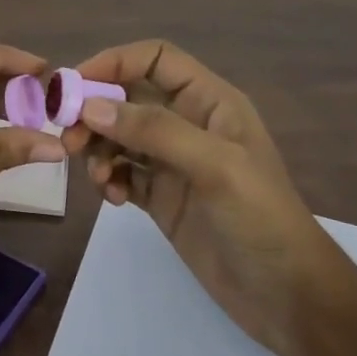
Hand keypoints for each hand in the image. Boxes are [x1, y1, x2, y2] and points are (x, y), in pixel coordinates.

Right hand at [60, 40, 351, 355]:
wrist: (286, 296)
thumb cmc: (262, 220)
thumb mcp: (215, 167)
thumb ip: (154, 131)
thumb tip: (90, 107)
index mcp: (210, 102)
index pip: (155, 59)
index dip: (114, 62)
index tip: (73, 87)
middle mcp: (189, 124)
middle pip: (128, 97)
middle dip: (95, 112)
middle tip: (70, 141)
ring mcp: (173, 163)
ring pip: (119, 136)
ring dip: (98, 150)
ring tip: (99, 180)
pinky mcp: (162, 198)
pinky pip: (122, 174)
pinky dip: (109, 180)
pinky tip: (115, 200)